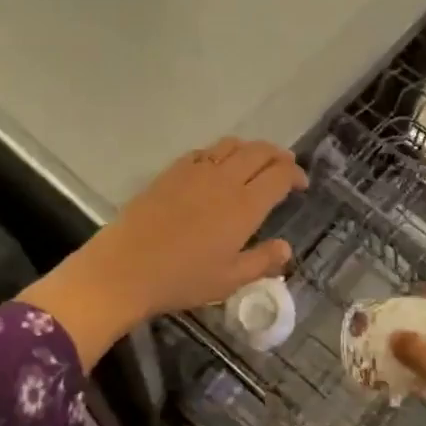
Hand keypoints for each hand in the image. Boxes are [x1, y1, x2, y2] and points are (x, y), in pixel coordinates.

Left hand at [22, 139, 307, 368]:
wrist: (125, 269)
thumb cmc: (182, 279)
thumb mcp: (229, 280)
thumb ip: (262, 261)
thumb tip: (286, 248)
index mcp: (245, 206)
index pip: (279, 175)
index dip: (295, 174)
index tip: (301, 185)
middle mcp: (225, 180)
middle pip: (259, 152)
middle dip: (278, 155)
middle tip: (284, 167)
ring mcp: (196, 172)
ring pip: (232, 145)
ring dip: (250, 149)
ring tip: (254, 163)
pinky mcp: (172, 172)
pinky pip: (204, 151)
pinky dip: (220, 153)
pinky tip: (217, 167)